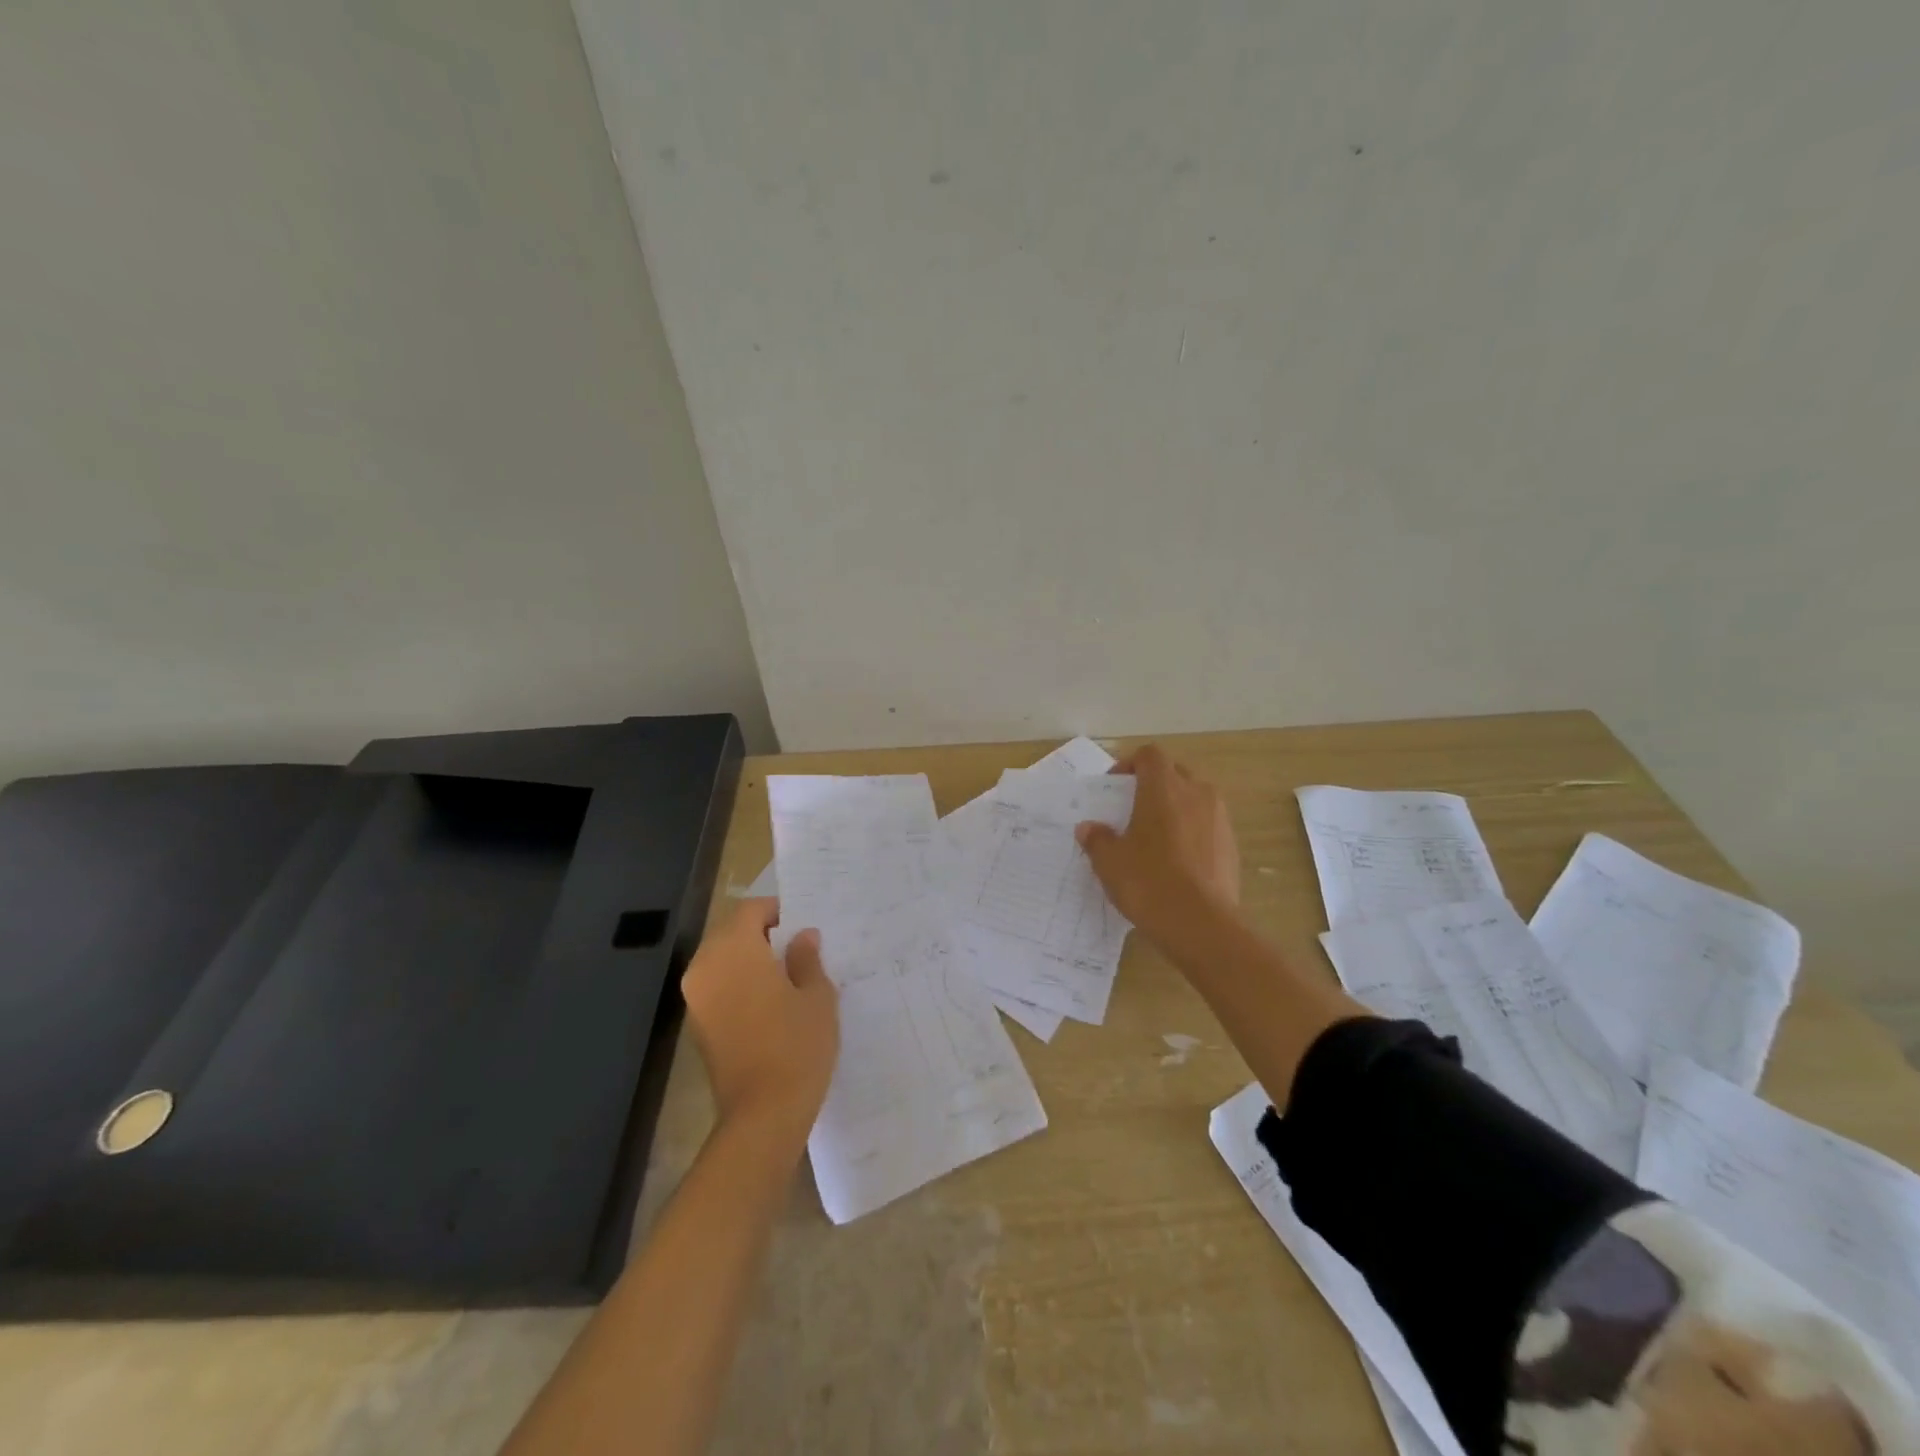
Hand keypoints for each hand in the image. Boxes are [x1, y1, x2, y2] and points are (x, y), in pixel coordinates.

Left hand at [681, 899, 837, 1144]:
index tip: (803, 925)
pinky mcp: (697, 1025)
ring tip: (786, 975)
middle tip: (798, 949)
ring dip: (750, 960)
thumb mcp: (816, 995)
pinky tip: (769, 1002)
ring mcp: (696, 997)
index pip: (751, 910)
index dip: (778, 911)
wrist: (763, 1114)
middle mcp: (705, 966)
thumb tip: (802, 937)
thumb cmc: (796, 1044)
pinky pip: (718, 986)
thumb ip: (806, 958)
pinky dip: (739, 984)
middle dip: (762, 935)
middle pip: (732, 932)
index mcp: (733, 949)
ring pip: (722, 960)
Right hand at [1075, 744, 1240, 945]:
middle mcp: (1196, 793)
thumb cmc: (1149, 882)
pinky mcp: (1231, 845)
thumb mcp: (1110, 862)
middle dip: (1153, 786)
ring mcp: (1219, 819)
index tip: (1115, 788)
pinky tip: (1177, 863)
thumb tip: (1088, 828)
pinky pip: (1207, 826)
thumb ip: (1097, 839)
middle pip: (1174, 774)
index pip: (1149, 755)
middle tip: (1132, 812)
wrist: (1202, 925)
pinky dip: (1191, 833)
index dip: (1130, 765)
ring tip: (1155, 839)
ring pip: (1194, 800)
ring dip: (1175, 810)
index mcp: (1164, 788)